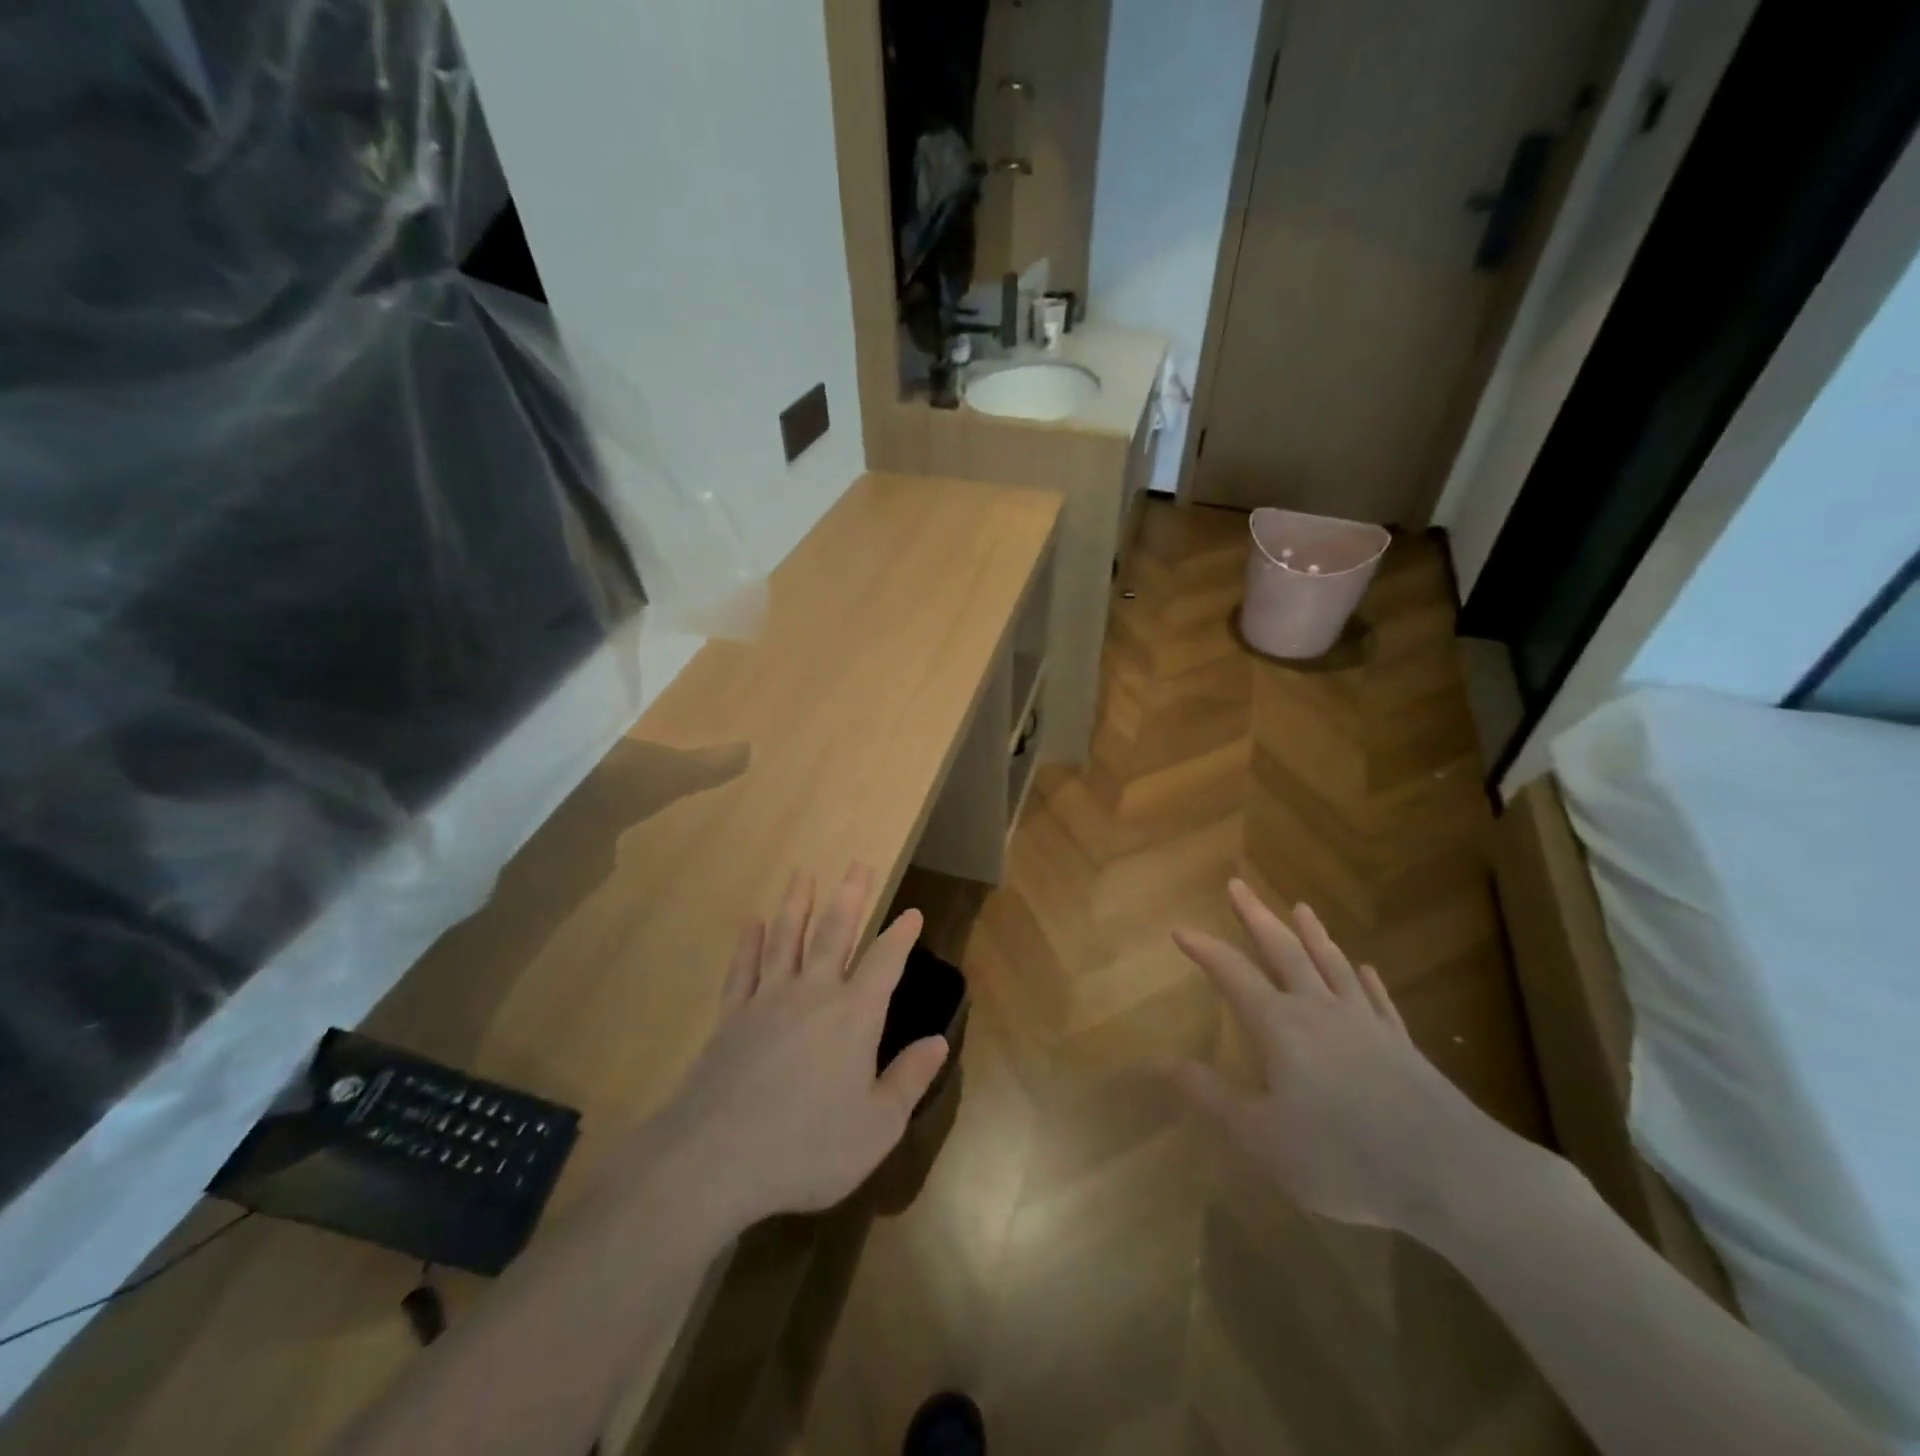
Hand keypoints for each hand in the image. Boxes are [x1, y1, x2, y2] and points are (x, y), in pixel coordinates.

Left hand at [648, 864, 949, 1232]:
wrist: (714, 1159)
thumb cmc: (807, 1147)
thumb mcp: (876, 1126)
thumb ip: (909, 1079)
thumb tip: (939, 1040)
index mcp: (854, 1015)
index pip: (885, 962)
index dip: (901, 935)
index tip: (912, 912)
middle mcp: (814, 994)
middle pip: (835, 932)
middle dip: (851, 896)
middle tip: (858, 862)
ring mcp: (767, 1000)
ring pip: (787, 938)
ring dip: (797, 904)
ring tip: (803, 874)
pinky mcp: (732, 1016)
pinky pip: (744, 968)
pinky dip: (749, 943)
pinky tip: (751, 923)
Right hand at [1171, 880, 1504, 1232]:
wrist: (1451, 1174)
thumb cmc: (1344, 1157)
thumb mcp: (1263, 1138)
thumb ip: (1213, 1096)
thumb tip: (1165, 1062)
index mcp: (1280, 1026)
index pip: (1232, 974)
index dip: (1204, 950)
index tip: (1180, 929)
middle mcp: (1319, 1010)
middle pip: (1283, 950)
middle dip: (1256, 916)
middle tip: (1237, 884)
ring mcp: (1365, 1023)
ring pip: (1332, 964)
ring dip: (1312, 934)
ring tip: (1301, 908)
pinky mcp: (1402, 1045)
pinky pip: (1378, 1000)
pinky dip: (1366, 980)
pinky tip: (1365, 969)